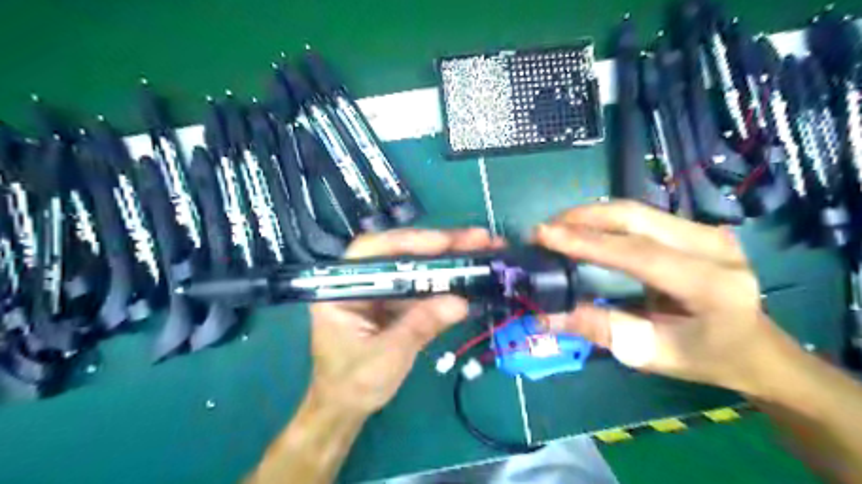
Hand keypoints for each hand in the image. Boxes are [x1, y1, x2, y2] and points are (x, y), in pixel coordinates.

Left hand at [309, 226, 502, 415]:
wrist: (346, 408)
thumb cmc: (353, 384)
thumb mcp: (386, 356)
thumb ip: (420, 326)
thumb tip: (460, 302)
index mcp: (342, 289)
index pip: (374, 251)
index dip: (410, 242)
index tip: (445, 242)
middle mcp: (362, 281)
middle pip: (401, 253)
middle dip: (440, 245)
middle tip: (479, 238)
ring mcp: (382, 290)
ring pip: (417, 266)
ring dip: (449, 259)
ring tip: (484, 249)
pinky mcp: (397, 302)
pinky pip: (424, 286)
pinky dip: (447, 282)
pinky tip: (471, 275)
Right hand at [538, 200, 788, 392]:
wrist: (755, 348)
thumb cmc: (705, 358)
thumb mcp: (650, 353)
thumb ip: (600, 328)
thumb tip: (547, 314)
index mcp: (711, 284)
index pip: (638, 253)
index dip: (587, 242)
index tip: (543, 234)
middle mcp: (713, 246)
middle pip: (636, 217)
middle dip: (582, 218)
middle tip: (543, 229)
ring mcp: (707, 231)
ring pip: (636, 210)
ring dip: (590, 215)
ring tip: (556, 228)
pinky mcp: (695, 227)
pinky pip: (641, 216)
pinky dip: (605, 220)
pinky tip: (583, 228)